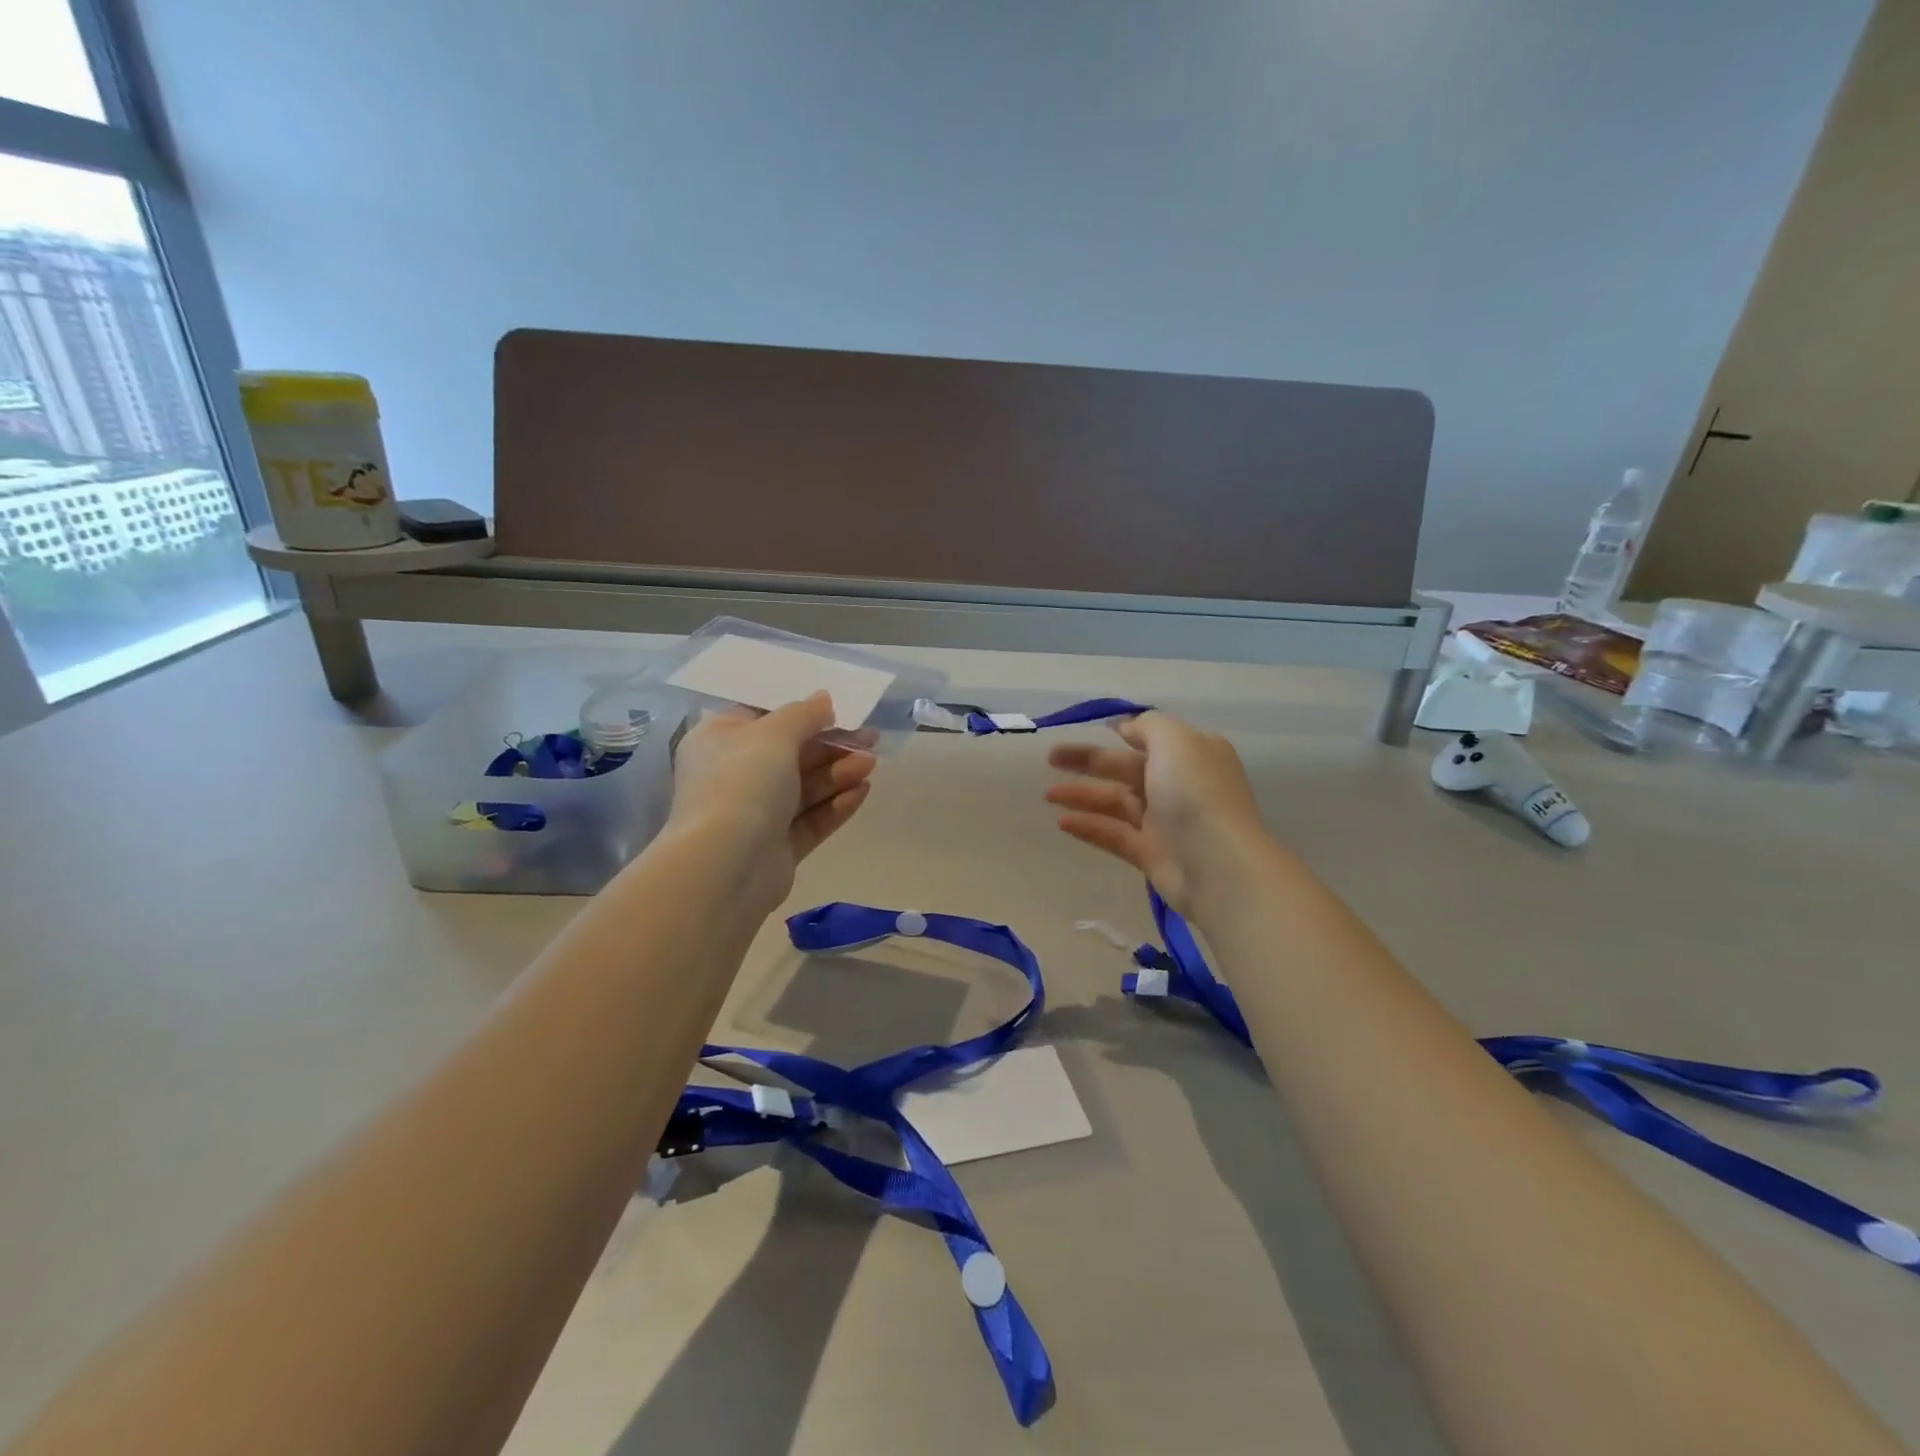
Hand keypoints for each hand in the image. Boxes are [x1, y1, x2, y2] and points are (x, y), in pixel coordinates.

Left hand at [669, 692, 877, 908]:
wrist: (726, 865)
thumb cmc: (742, 783)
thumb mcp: (774, 735)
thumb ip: (804, 714)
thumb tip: (823, 700)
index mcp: (720, 741)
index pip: (764, 719)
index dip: (802, 713)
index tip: (839, 710)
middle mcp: (734, 776)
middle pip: (791, 754)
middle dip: (832, 746)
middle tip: (870, 739)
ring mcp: (756, 814)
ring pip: (805, 788)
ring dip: (839, 773)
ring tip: (871, 764)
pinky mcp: (777, 847)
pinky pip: (810, 820)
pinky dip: (835, 805)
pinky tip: (862, 791)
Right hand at [1044, 711, 1269, 916]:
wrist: (1219, 866)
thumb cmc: (1196, 794)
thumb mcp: (1175, 740)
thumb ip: (1148, 726)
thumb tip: (1126, 726)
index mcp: (1191, 753)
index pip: (1151, 737)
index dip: (1121, 731)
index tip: (1089, 729)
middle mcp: (1179, 784)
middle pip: (1125, 767)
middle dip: (1087, 761)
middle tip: (1050, 758)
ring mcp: (1165, 821)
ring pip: (1115, 802)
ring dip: (1081, 795)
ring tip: (1046, 794)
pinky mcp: (1151, 853)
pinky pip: (1114, 834)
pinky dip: (1089, 827)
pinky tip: (1061, 822)